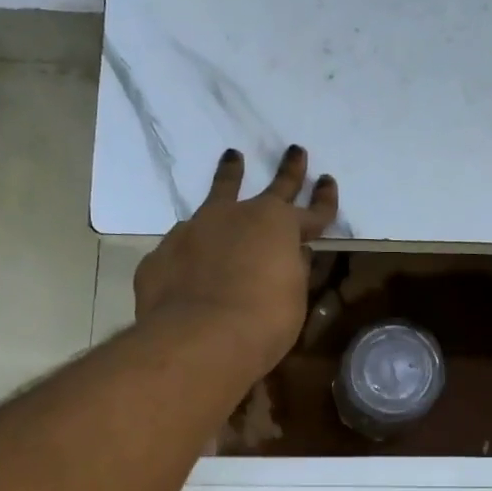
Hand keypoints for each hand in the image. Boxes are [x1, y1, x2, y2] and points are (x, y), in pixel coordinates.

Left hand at [134, 147, 338, 381]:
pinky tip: (191, 256)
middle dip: (288, 171)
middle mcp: (238, 216)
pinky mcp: (164, 253)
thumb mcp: (292, 300)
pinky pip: (185, 242)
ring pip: (218, 195)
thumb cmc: (262, 322)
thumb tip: (294, 256)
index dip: (323, 200)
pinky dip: (194, 244)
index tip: (328, 181)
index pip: (312, 212)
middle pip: (271, 188)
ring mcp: (196, 229)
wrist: (197, 339)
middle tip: (295, 151)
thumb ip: (293, 272)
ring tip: (232, 158)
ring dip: (229, 176)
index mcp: (278, 226)